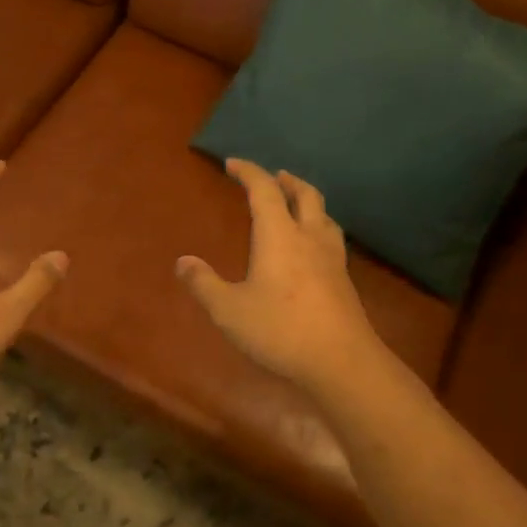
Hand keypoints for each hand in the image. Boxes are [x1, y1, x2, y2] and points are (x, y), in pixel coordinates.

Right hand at [178, 159, 392, 394]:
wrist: (342, 362)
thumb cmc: (280, 330)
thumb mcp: (229, 310)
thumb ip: (204, 284)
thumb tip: (182, 262)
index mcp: (279, 235)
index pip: (264, 190)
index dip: (249, 172)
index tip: (233, 163)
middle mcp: (309, 238)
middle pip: (305, 195)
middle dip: (287, 181)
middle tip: (275, 176)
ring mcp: (332, 259)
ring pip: (325, 216)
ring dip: (309, 202)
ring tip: (297, 206)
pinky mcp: (344, 281)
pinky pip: (332, 240)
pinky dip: (319, 229)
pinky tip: (313, 249)